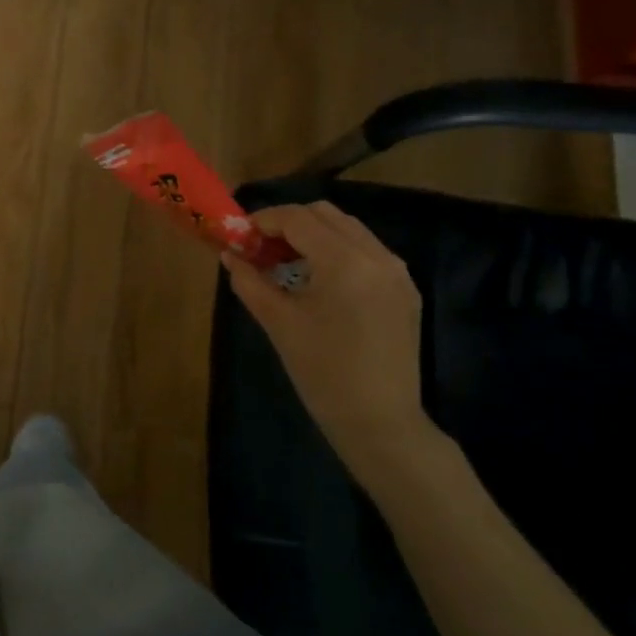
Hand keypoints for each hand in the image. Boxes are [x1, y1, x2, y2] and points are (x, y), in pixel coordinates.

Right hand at [222, 203, 433, 479]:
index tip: (240, 236)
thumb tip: (229, 255)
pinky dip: (337, 251)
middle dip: (289, 223)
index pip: (298, 218)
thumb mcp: (278, 323)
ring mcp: (397, 271)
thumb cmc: (322, 373)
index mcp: (344, 262)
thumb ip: (249, 282)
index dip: (263, 220)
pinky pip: (367, 251)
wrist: (380, 422)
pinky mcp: (405, 289)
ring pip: (348, 229)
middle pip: (325, 214)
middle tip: (261, 248)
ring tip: (287, 262)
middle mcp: (376, 256)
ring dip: (314, 234)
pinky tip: (318, 280)